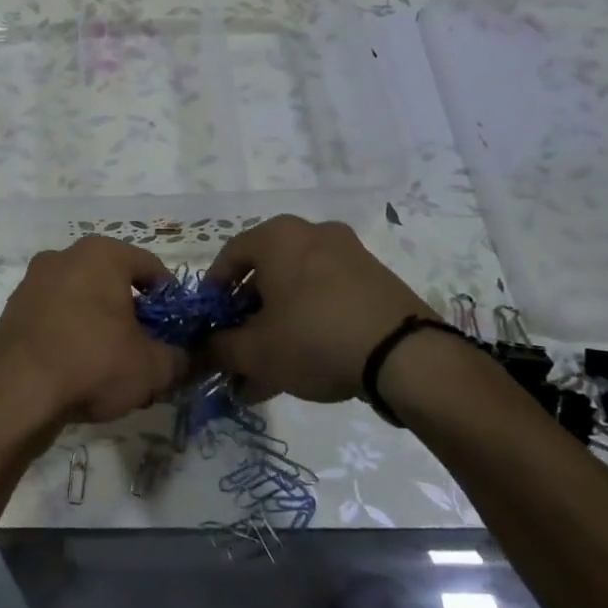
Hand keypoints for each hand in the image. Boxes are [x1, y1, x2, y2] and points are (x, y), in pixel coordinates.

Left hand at [0, 236, 186, 431]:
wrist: (14, 395)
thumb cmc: (92, 363)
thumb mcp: (152, 367)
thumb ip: (182, 358)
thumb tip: (194, 358)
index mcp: (102, 253)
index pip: (152, 268)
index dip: (171, 302)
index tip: (176, 334)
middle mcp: (64, 256)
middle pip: (115, 284)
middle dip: (134, 316)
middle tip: (146, 353)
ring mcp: (33, 281)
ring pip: (84, 301)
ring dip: (102, 327)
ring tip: (112, 370)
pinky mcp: (13, 310)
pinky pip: (57, 317)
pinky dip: (72, 336)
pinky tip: (78, 372)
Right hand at [203, 216, 435, 403]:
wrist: (405, 355)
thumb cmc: (314, 337)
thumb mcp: (255, 350)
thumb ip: (219, 347)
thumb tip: (203, 348)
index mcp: (277, 236)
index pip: (230, 256)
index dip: (213, 292)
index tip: (209, 323)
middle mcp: (312, 233)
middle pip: (265, 276)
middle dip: (247, 319)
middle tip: (238, 352)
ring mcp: (349, 255)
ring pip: (297, 292)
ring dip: (277, 328)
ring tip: (266, 374)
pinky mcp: (376, 281)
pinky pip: (327, 299)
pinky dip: (309, 326)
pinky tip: (302, 367)